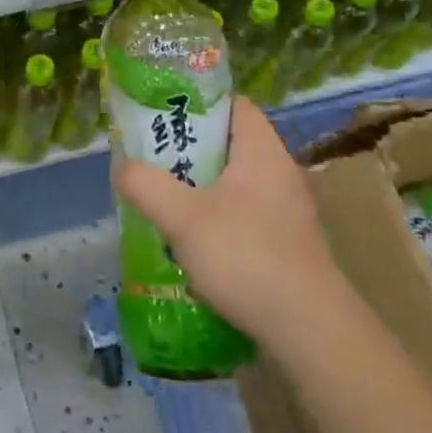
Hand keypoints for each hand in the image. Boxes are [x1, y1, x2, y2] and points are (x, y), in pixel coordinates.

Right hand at [111, 97, 338, 339]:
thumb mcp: (182, 217)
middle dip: (189, 149)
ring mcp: (287, 210)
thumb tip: (122, 168)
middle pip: (230, 144)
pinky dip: (218, 217)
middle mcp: (280, 172)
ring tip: (164, 199)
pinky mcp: (288, 243)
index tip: (162, 114)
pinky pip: (245, 214)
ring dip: (200, 187)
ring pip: (235, 182)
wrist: (309, 330)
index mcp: (262, 151)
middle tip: (152, 158)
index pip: (233, 104)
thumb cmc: (246, 257)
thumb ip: (145, 186)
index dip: (197, 102)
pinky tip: (193, 241)